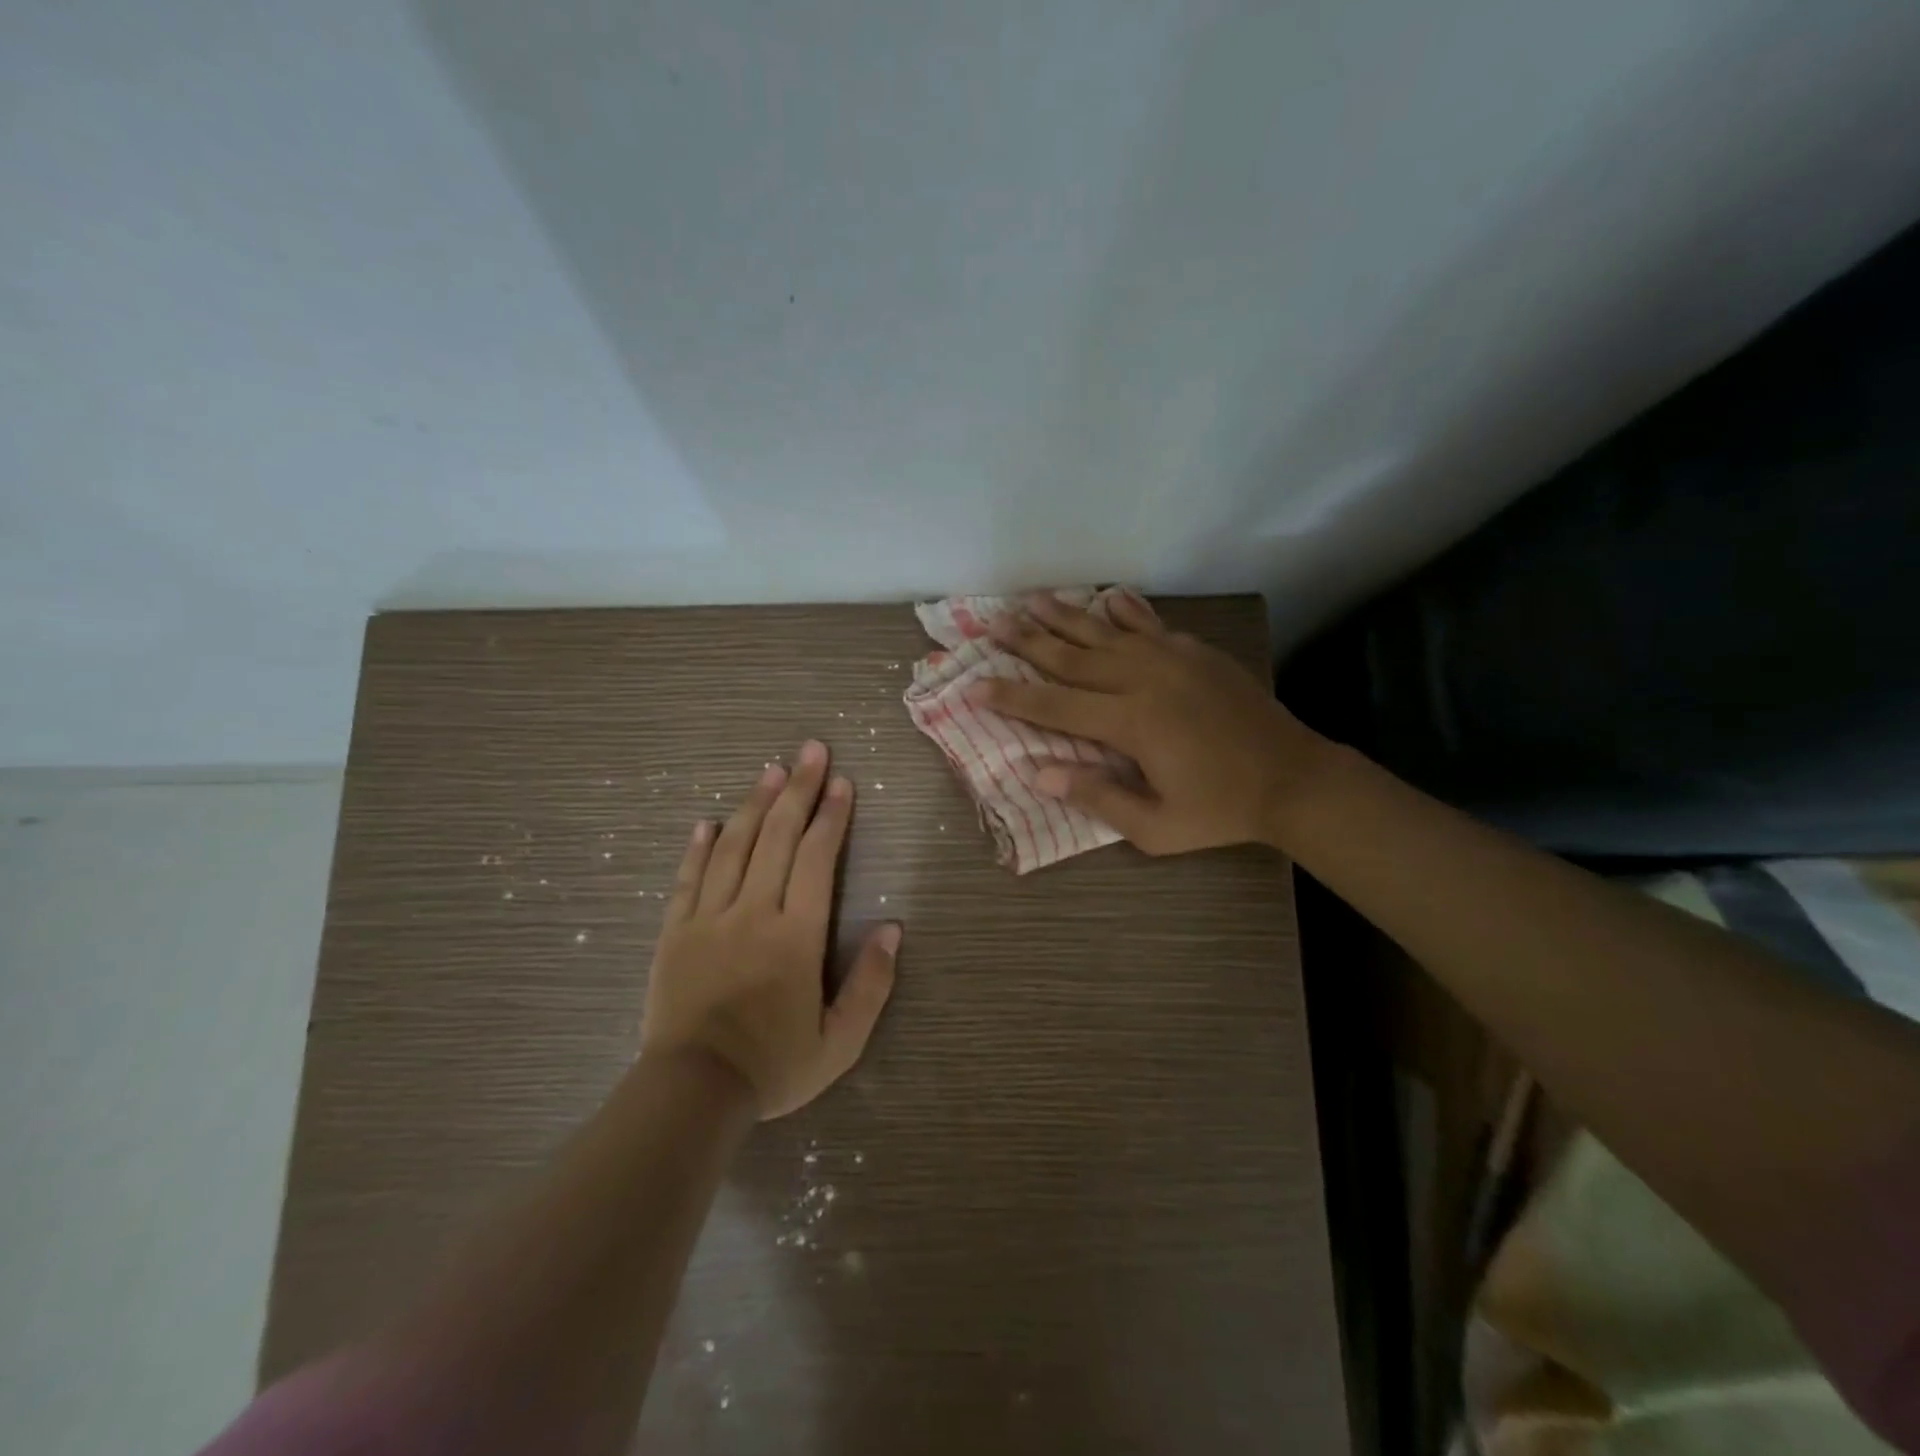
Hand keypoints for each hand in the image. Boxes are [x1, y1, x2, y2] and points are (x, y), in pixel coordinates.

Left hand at [640, 740, 899, 1118]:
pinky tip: (707, 821)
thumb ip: (871, 984)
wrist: (693, 1093)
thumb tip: (893, 929)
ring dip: (754, 804)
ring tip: (771, 770)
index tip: (843, 783)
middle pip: (776, 837)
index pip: (816, 859)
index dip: (832, 816)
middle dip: (799, 789)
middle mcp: (753, 913)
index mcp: (796, 936)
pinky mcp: (675, 932)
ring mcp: (709, 918)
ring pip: (733, 846)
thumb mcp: (839, 1041)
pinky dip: (699, 846)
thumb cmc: (773, 1066)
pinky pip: (688, 878)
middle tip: (812, 750)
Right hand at [971, 592, 1330, 855]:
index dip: (1011, 696)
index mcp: (1130, 723)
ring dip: (1065, 616)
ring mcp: (1172, 659)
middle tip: (992, 624)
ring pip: (1106, 632)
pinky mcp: (1196, 653)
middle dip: (1028, 641)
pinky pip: (1150, 625)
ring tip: (1031, 599)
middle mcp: (1144, 680)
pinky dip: (1125, 610)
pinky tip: (1106, 597)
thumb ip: (1097, 797)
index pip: (1055, 706)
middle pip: (1073, 657)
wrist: (1293, 778)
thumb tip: (1039, 773)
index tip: (973, 685)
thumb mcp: (1155, 827)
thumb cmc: (1221, 810)